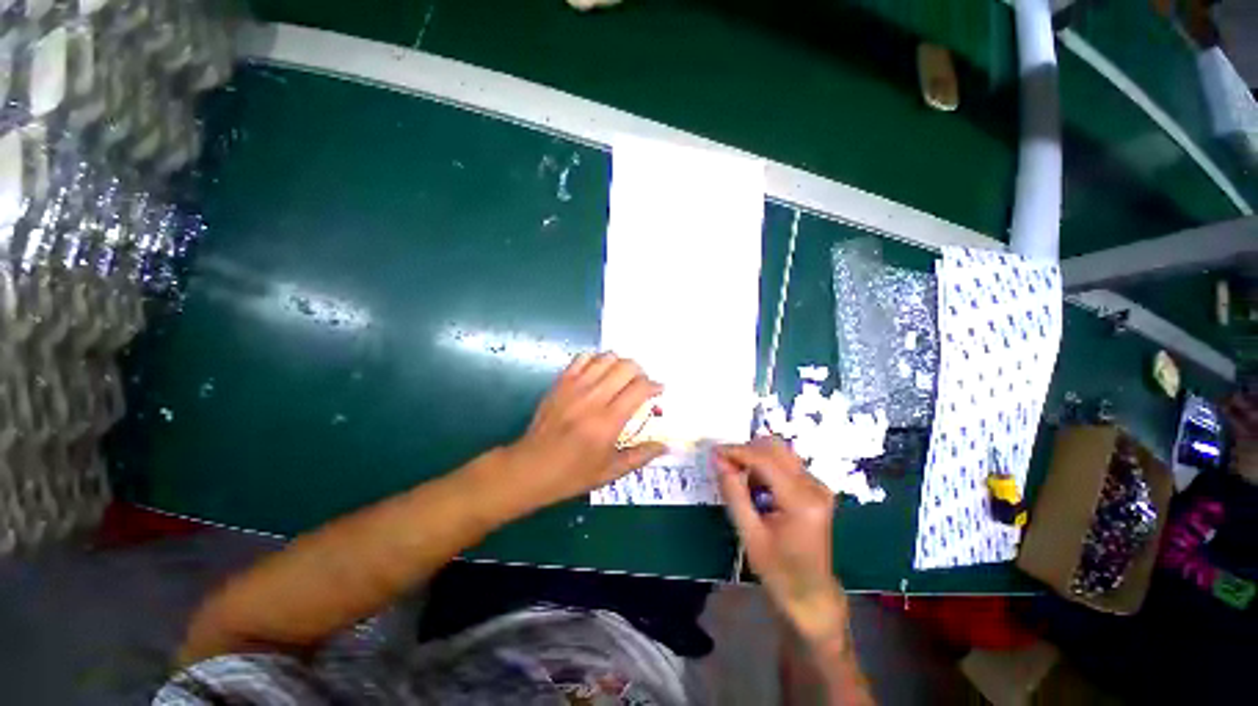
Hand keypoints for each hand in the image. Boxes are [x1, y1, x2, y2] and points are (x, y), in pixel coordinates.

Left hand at [501, 353, 666, 511]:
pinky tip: (599, 372)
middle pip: (626, 367)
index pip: (639, 389)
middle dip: (640, 371)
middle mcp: (593, 398)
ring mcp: (575, 387)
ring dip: (620, 363)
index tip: (658, 390)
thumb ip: (640, 456)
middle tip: (641, 384)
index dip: (654, 386)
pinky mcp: (561, 382)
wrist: (530, 468)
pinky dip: (596, 360)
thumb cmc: (572, 474)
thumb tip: (666, 446)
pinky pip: (582, 358)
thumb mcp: (610, 472)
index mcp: (608, 422)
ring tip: (622, 377)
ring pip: (606, 358)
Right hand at [715, 437, 845, 641]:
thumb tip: (718, 460)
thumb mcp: (750, 534)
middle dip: (746, 451)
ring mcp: (818, 486)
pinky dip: (765, 468)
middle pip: (775, 449)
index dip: (736, 451)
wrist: (811, 595)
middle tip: (725, 466)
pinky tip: (756, 488)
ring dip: (755, 458)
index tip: (713, 453)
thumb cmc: (779, 572)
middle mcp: (814, 487)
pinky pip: (786, 464)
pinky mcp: (816, 489)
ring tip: (740, 480)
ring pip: (780, 453)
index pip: (764, 460)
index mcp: (801, 501)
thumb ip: (734, 492)